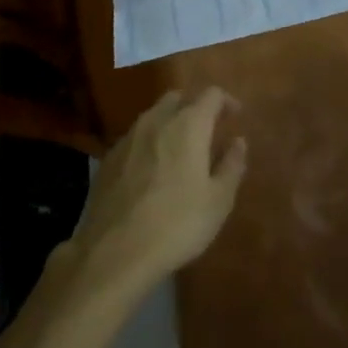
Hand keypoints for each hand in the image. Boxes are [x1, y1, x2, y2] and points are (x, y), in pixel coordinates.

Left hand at [69, 87, 247, 294]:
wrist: (114, 253)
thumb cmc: (176, 224)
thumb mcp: (218, 201)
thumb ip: (232, 165)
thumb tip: (238, 141)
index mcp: (188, 125)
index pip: (212, 95)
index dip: (226, 101)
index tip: (235, 116)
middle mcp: (157, 120)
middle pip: (179, 98)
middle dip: (195, 107)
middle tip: (207, 131)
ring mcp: (129, 137)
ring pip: (154, 115)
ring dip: (170, 123)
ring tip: (179, 150)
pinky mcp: (109, 158)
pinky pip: (135, 137)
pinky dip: (149, 143)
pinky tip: (151, 169)